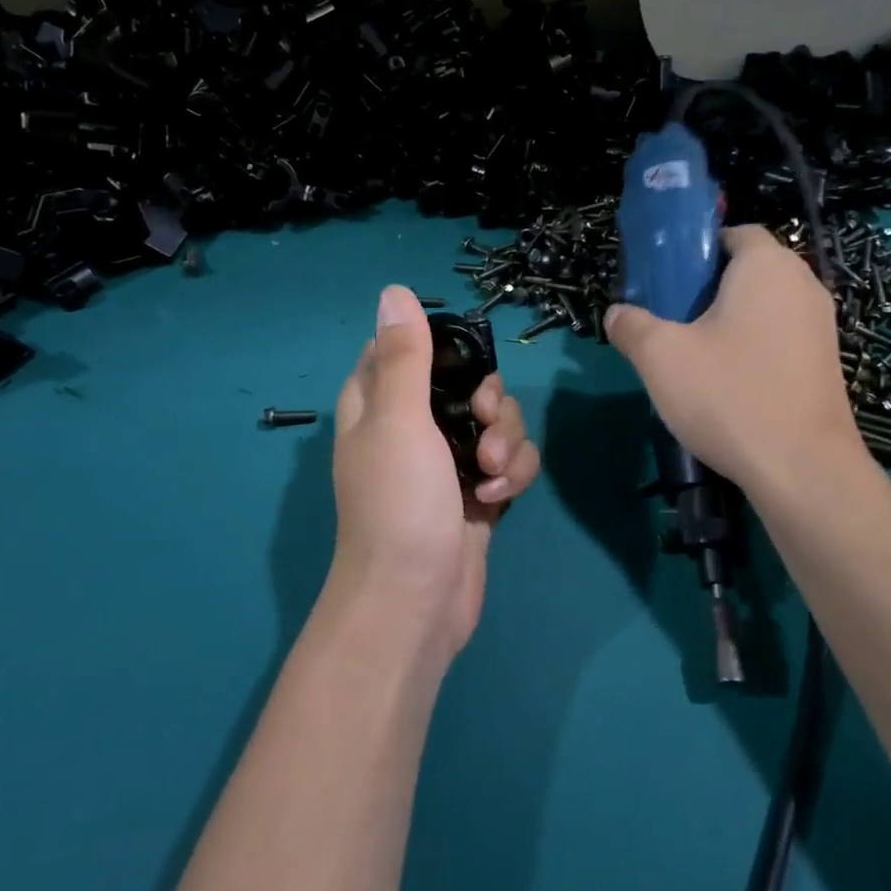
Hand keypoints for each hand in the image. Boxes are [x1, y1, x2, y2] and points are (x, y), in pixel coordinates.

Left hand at [328, 285, 540, 658]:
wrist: (415, 600)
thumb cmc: (399, 504)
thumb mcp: (398, 420)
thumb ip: (403, 355)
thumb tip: (394, 290)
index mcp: (378, 404)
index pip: (407, 350)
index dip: (442, 349)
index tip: (464, 366)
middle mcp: (411, 427)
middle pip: (468, 383)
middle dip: (491, 402)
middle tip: (486, 425)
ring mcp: (447, 462)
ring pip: (497, 423)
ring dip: (506, 443)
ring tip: (491, 477)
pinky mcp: (478, 494)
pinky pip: (510, 463)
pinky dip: (512, 476)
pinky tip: (497, 501)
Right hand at [604, 225, 860, 494]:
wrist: (802, 468)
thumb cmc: (729, 395)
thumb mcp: (660, 357)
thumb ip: (631, 326)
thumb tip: (616, 314)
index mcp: (767, 266)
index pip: (734, 233)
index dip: (697, 251)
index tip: (668, 282)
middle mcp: (803, 285)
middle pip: (749, 270)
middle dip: (708, 289)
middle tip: (672, 321)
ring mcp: (822, 326)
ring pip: (765, 307)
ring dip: (731, 321)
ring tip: (695, 356)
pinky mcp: (827, 364)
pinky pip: (781, 338)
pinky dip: (754, 347)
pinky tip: (728, 385)